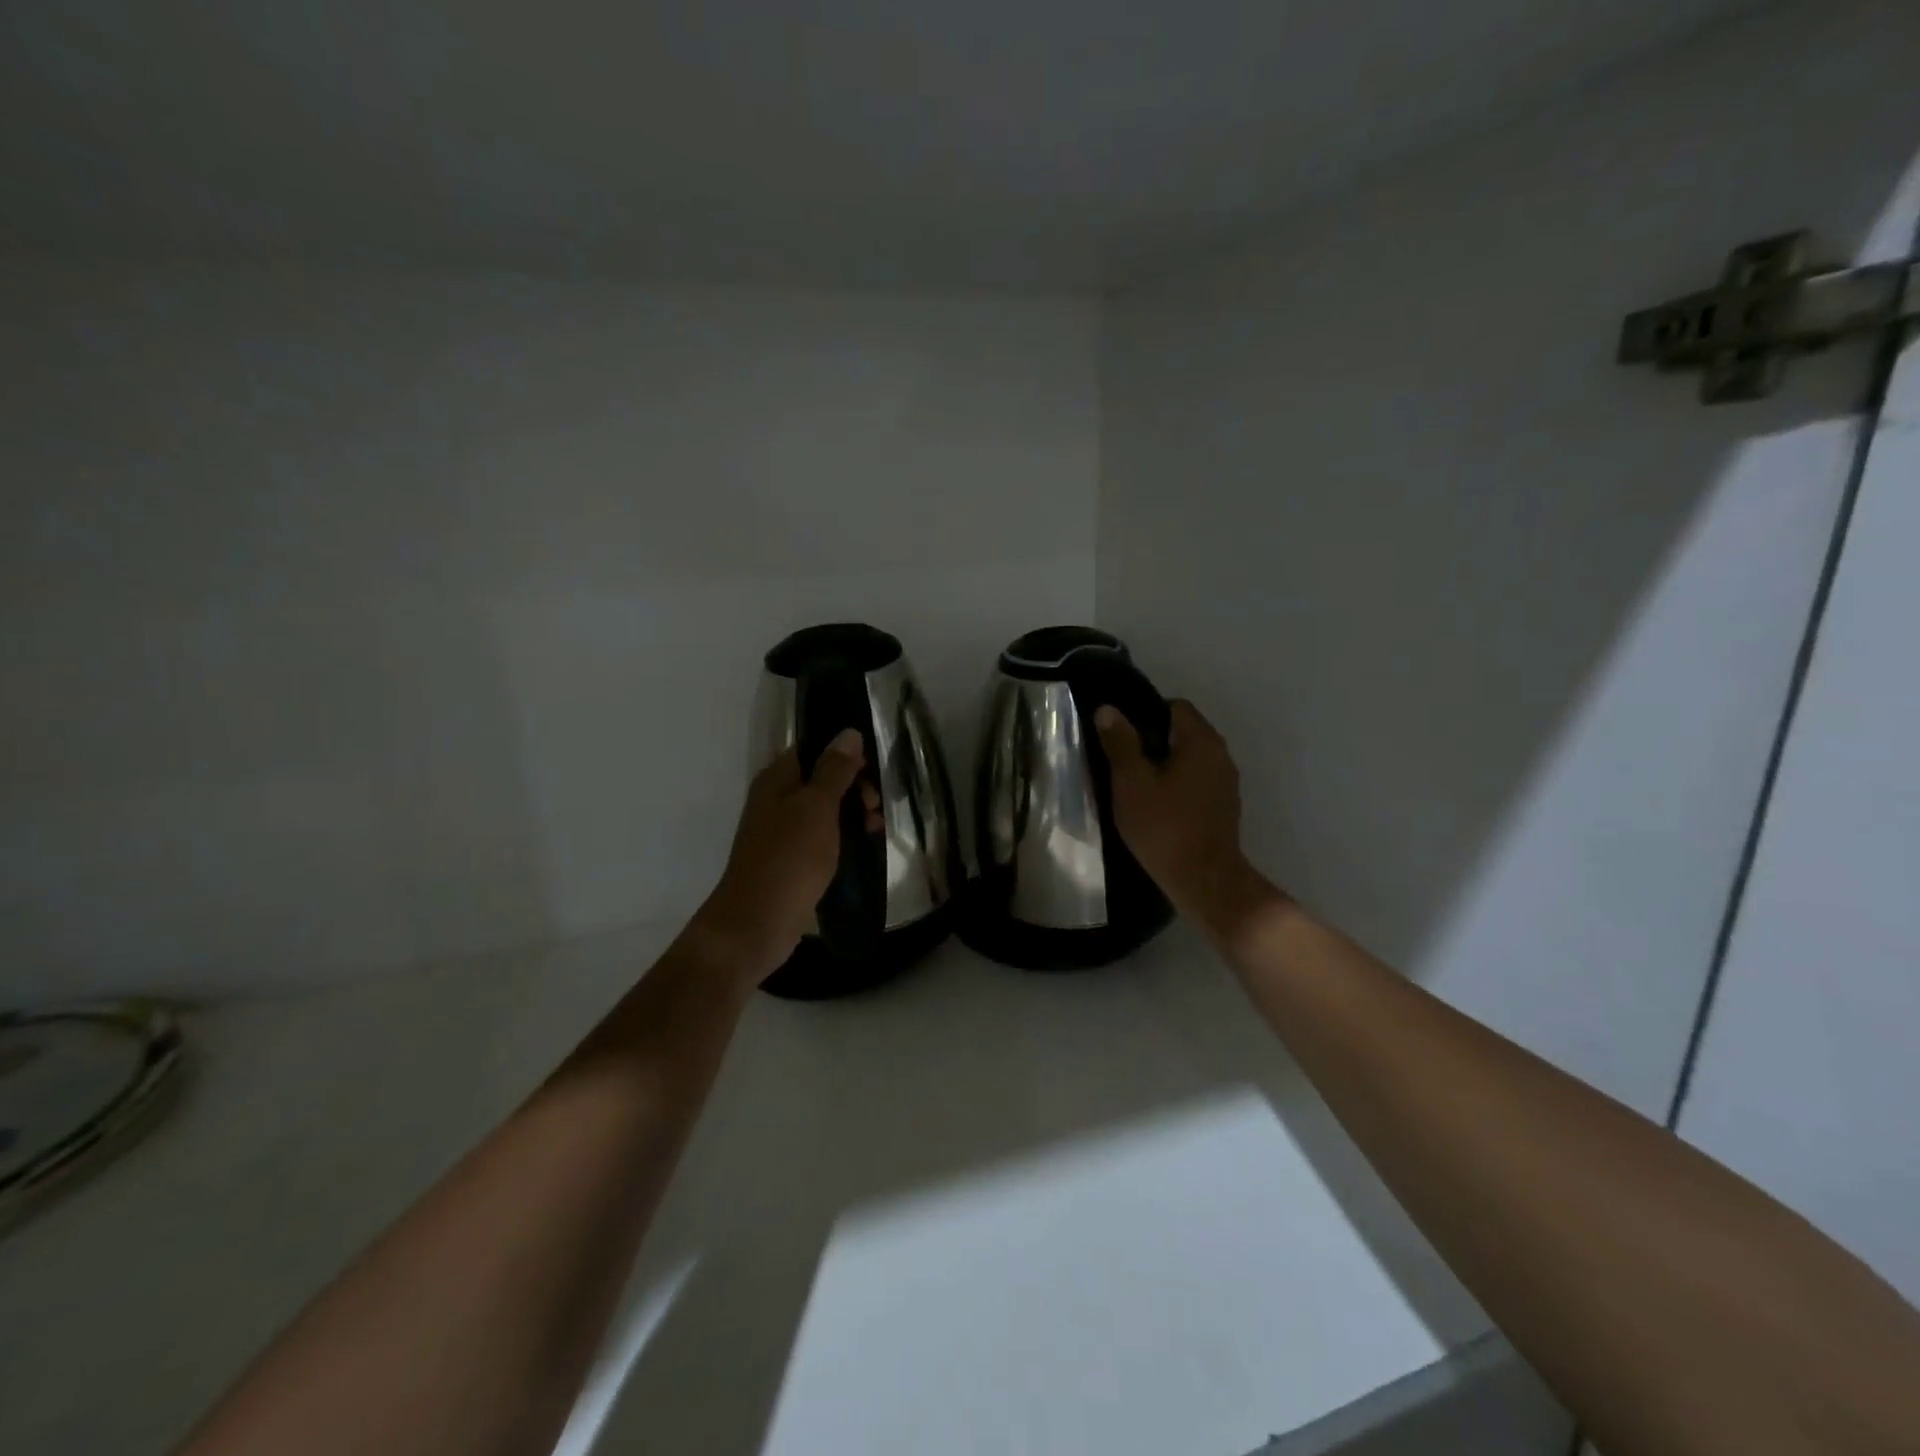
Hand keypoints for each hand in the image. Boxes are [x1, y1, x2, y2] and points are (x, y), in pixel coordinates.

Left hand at [689, 730, 882, 987]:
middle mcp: (776, 801)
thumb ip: (835, 770)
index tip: (873, 770)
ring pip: (825, 811)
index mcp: (777, 780)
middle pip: (822, 780)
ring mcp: (783, 833)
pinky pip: (823, 839)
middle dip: (854, 787)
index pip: (813, 750)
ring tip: (875, 830)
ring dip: (852, 814)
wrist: (757, 922)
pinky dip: (843, 839)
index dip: (845, 754)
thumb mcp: (817, 807)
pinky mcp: (792, 861)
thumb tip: (848, 733)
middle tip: (875, 807)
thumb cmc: (789, 857)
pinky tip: (862, 848)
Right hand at [1096, 700, 1279, 941]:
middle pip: (1183, 732)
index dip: (1145, 714)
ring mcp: (1226, 783)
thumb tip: (1108, 709)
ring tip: (1133, 785)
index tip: (1120, 736)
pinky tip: (1155, 807)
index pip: (1175, 707)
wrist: (1205, 882)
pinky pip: (1195, 782)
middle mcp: (1221, 755)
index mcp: (1201, 741)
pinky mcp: (1223, 807)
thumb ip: (1120, 743)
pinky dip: (1176, 786)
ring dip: (1163, 766)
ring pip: (1189, 760)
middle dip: (1151, 742)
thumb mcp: (1132, 782)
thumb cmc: (1164, 827)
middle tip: (1120, 761)